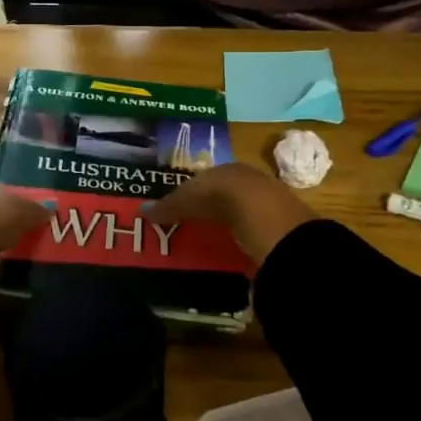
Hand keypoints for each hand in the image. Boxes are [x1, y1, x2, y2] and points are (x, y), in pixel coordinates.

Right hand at [143, 162, 318, 265]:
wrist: (269, 217)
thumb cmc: (223, 197)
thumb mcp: (189, 199)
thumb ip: (168, 205)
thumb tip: (141, 211)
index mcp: (227, 169)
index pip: (206, 179)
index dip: (190, 192)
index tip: (176, 209)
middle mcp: (249, 181)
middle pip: (224, 196)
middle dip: (209, 209)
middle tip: (189, 227)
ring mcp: (267, 204)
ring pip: (241, 214)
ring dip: (227, 225)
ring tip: (208, 243)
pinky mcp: (279, 228)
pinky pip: (254, 233)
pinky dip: (242, 240)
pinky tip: (232, 251)